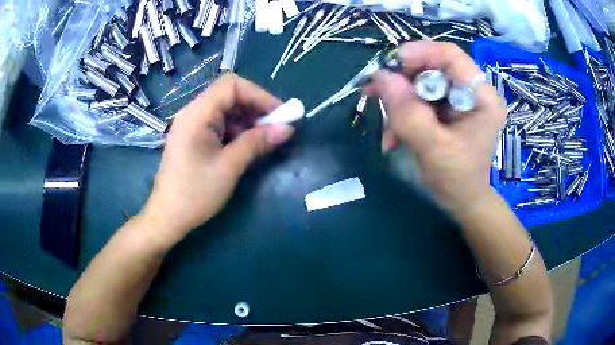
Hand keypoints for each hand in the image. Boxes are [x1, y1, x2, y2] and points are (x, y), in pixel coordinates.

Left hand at [139, 74, 293, 243]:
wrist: (168, 217)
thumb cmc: (195, 194)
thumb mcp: (229, 167)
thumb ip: (257, 142)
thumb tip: (287, 128)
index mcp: (196, 114)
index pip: (231, 85)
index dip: (259, 95)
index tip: (279, 114)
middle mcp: (193, 113)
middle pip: (229, 95)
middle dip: (255, 108)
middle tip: (275, 128)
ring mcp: (192, 125)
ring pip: (226, 109)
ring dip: (247, 120)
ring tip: (263, 140)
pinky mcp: (194, 137)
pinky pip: (219, 124)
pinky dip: (236, 130)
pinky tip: (245, 146)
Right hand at [366, 42, 505, 212]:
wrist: (462, 200)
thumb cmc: (458, 180)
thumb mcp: (434, 149)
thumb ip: (409, 114)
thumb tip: (380, 77)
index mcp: (483, 97)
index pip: (451, 56)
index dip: (419, 53)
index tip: (389, 67)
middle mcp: (473, 91)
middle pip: (433, 66)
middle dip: (402, 80)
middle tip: (375, 93)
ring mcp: (459, 99)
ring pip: (421, 82)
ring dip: (398, 100)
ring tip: (386, 125)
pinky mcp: (447, 107)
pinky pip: (418, 97)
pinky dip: (402, 112)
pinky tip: (393, 134)